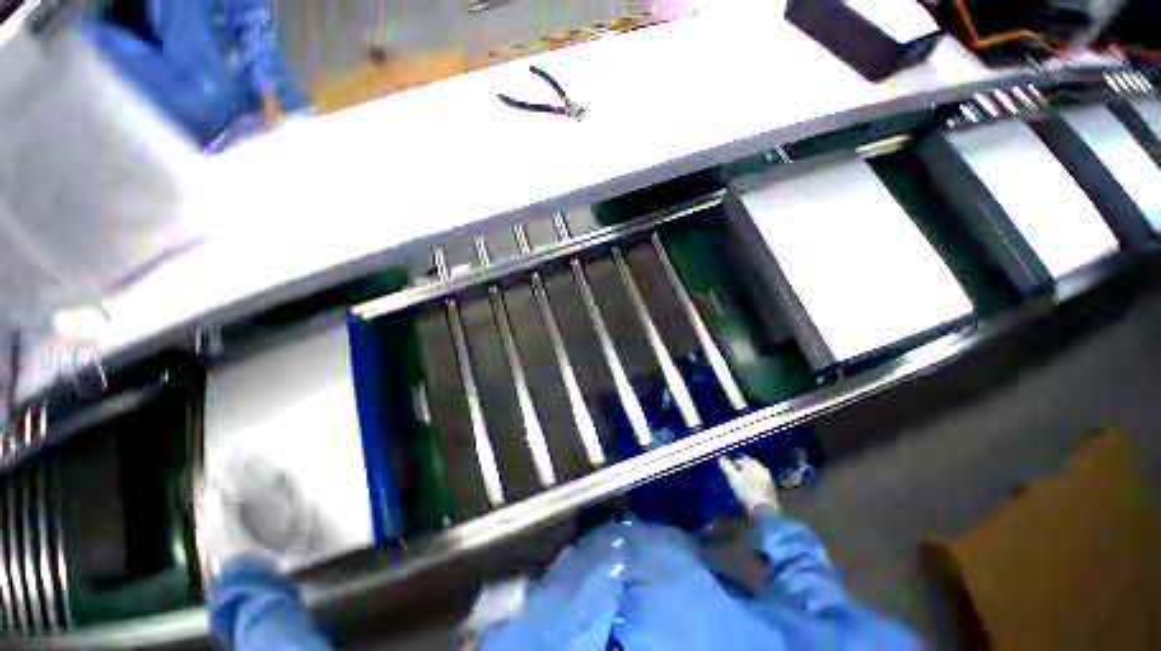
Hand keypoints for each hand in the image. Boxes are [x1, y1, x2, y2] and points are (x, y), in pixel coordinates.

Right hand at [718, 455, 779, 516]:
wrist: (764, 510)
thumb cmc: (746, 490)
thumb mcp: (732, 477)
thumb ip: (726, 466)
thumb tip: (720, 458)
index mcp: (754, 464)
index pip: (742, 458)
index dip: (733, 460)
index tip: (726, 465)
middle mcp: (762, 469)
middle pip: (749, 465)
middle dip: (741, 467)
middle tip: (732, 471)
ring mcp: (768, 480)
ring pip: (754, 473)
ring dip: (747, 475)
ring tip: (738, 479)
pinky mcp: (770, 490)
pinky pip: (758, 481)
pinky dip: (752, 482)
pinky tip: (746, 487)